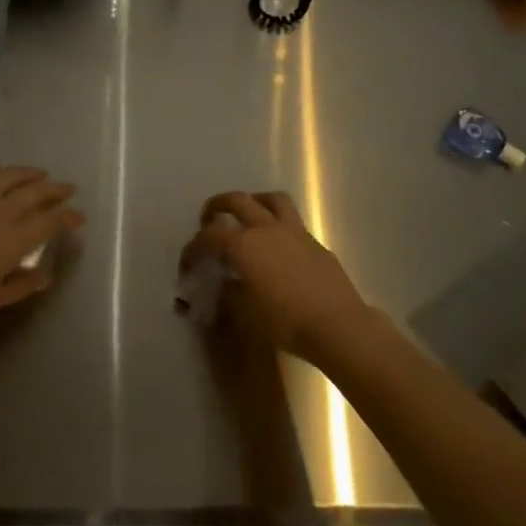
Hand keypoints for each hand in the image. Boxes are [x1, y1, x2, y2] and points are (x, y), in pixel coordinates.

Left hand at [0, 161, 83, 333]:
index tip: (78, 219)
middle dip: (55, 190)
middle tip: (67, 189)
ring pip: (6, 176)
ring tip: (38, 173)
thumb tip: (44, 276)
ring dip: (26, 173)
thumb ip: (21, 285)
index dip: (68, 217)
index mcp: (13, 240)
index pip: (51, 221)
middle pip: (34, 192)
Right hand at [179, 191, 373, 367]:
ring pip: (271, 199)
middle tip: (209, 217)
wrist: (337, 325)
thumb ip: (231, 293)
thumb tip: (224, 283)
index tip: (188, 263)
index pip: (210, 235)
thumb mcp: (247, 313)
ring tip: (248, 214)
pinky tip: (278, 246)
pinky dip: (278, 224)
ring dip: (254, 201)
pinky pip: (292, 221)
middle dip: (217, 205)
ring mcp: (294, 231)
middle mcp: (266, 229)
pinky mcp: (315, 242)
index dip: (194, 247)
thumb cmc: (285, 322)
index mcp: (244, 245)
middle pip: (237, 200)